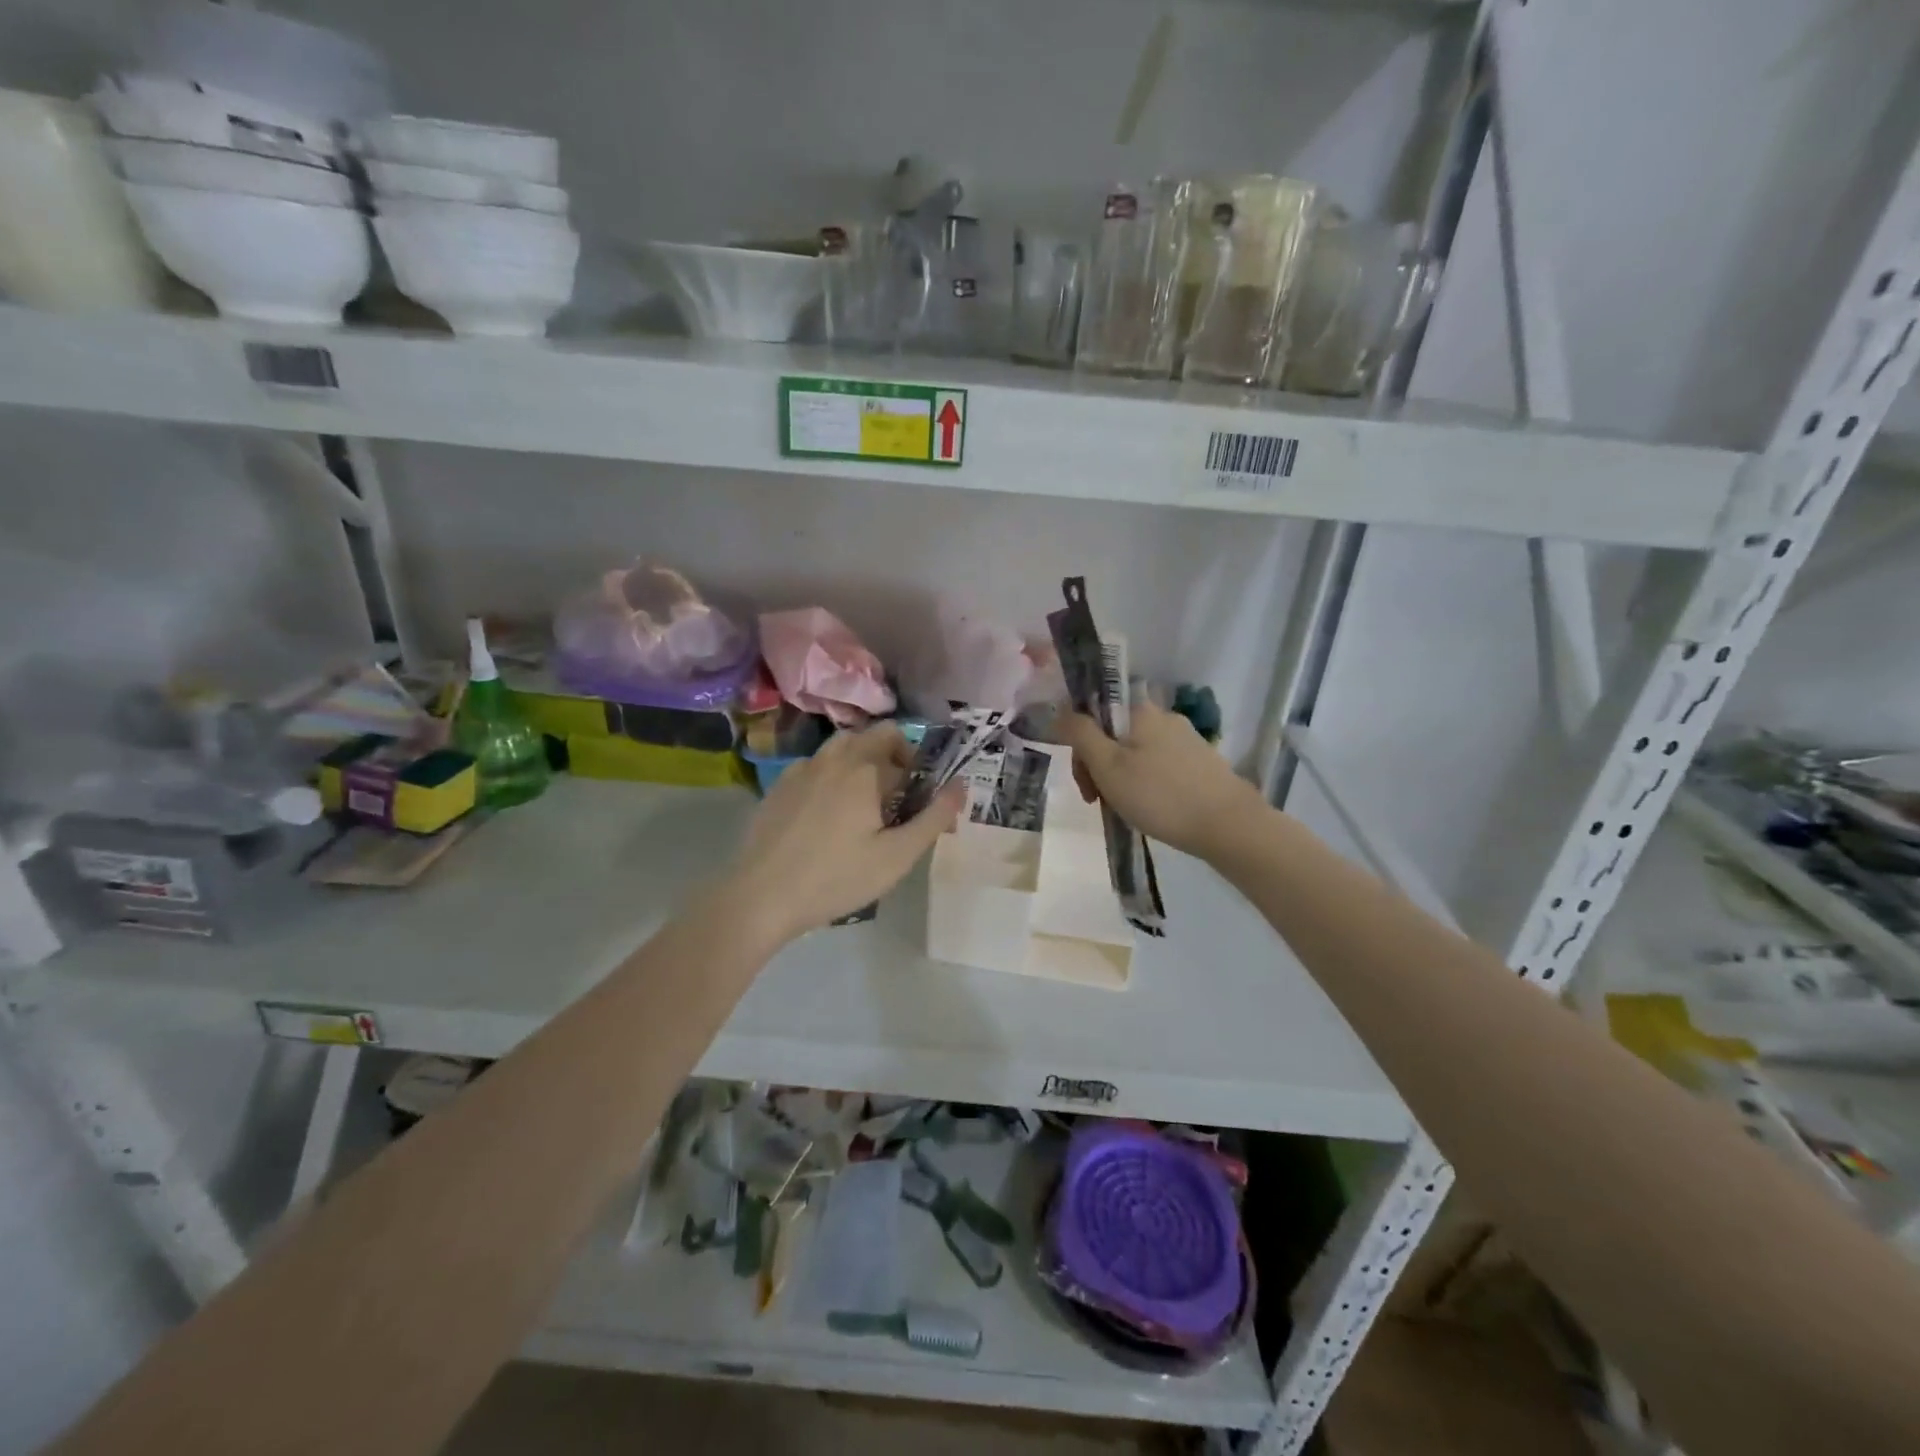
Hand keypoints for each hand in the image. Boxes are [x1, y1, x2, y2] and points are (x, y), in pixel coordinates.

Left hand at [726, 723, 964, 941]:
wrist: (761, 896)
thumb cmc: (837, 878)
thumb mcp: (897, 856)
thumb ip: (934, 818)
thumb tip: (961, 785)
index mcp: (863, 769)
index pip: (901, 745)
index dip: (917, 768)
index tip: (918, 800)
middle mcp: (832, 758)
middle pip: (869, 736)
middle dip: (890, 756)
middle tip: (895, 799)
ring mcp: (800, 770)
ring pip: (839, 748)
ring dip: (860, 762)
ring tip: (863, 805)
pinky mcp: (778, 787)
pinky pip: (815, 767)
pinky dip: (831, 777)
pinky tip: (827, 816)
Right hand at [1062, 701, 1264, 858]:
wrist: (1228, 826)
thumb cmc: (1159, 795)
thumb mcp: (1107, 766)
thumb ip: (1080, 734)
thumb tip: (1060, 711)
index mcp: (1140, 711)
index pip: (1094, 715)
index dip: (1081, 747)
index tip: (1085, 781)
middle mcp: (1165, 716)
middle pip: (1115, 735)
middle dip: (1100, 767)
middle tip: (1099, 802)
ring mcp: (1187, 739)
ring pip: (1137, 754)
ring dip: (1123, 778)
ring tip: (1126, 811)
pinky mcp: (1203, 762)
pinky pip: (1161, 767)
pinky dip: (1148, 785)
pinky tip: (1153, 810)